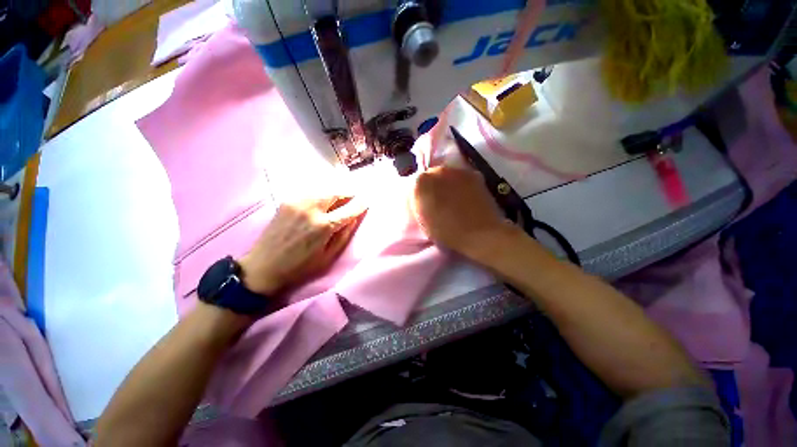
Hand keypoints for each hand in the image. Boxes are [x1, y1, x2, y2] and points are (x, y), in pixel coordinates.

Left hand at [239, 196, 366, 295]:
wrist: (265, 265)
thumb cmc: (298, 268)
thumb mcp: (326, 258)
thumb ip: (342, 236)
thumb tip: (353, 219)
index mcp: (323, 226)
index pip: (349, 209)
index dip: (361, 204)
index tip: (368, 199)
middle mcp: (312, 208)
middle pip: (336, 191)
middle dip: (348, 192)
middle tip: (354, 196)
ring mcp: (297, 201)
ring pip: (322, 189)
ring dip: (334, 191)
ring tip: (339, 197)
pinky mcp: (287, 201)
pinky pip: (309, 192)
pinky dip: (318, 194)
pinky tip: (320, 201)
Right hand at [411, 166, 514, 256]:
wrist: (481, 234)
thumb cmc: (448, 232)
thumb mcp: (424, 221)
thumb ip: (420, 204)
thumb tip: (423, 199)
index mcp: (420, 182)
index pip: (414, 185)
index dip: (419, 196)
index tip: (425, 207)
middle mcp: (437, 170)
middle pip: (432, 176)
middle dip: (434, 187)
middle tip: (440, 203)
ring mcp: (457, 170)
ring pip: (448, 175)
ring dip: (449, 184)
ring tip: (455, 201)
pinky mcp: (474, 174)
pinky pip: (463, 178)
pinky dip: (463, 185)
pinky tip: (468, 198)